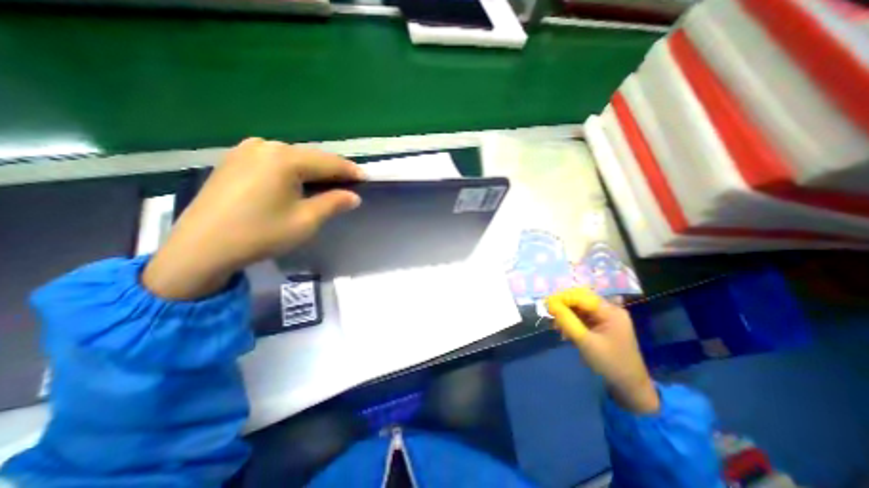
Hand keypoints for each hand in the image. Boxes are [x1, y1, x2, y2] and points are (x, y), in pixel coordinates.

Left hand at [143, 138, 362, 300]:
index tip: (367, 179)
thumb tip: (353, 196)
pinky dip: (292, 171)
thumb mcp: (306, 221)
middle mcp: (266, 145)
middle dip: (332, 171)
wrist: (201, 248)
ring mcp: (246, 150)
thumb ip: (333, 203)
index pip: (329, 162)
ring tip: (326, 186)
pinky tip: (297, 184)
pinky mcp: (234, 160)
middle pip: (311, 157)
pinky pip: (275, 161)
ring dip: (312, 171)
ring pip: (293, 158)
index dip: (350, 171)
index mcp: (285, 158)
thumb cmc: (261, 234)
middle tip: (349, 185)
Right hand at [545, 288, 662, 414]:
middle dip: (564, 307)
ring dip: (567, 315)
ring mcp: (607, 317)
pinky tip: (566, 331)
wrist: (630, 386)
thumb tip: (550, 304)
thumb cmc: (609, 363)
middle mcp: (609, 310)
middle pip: (581, 300)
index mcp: (610, 312)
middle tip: (551, 316)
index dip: (563, 298)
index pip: (581, 297)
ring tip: (558, 328)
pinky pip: (583, 317)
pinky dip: (572, 321)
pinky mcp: (602, 325)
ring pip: (580, 309)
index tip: (546, 304)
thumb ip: (567, 321)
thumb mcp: (585, 341)